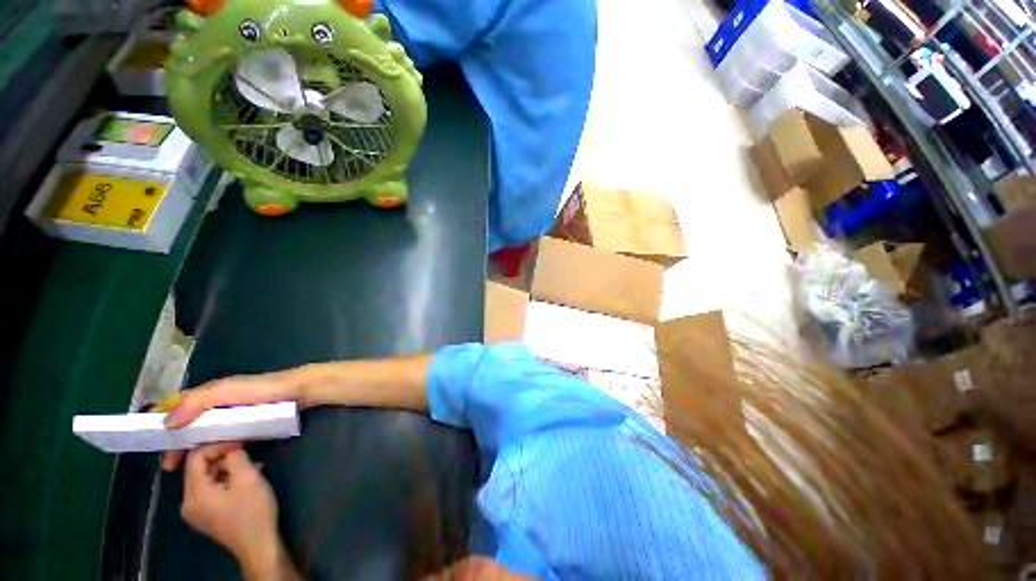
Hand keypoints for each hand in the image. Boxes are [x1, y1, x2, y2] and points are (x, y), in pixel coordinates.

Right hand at [162, 369, 310, 470]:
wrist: (301, 392)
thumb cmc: (263, 391)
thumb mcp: (227, 391)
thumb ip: (197, 401)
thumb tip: (167, 422)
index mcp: (211, 393)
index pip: (177, 406)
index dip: (162, 424)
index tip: (151, 445)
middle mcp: (218, 401)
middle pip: (189, 422)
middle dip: (176, 443)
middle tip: (169, 466)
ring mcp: (234, 412)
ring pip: (205, 431)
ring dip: (192, 447)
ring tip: (185, 467)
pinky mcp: (248, 422)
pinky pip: (223, 435)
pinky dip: (212, 447)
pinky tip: (210, 460)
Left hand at [181, 443, 292, 578]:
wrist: (259, 545)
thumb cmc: (253, 511)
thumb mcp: (248, 478)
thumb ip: (235, 458)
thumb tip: (232, 448)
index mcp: (194, 494)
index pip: (195, 459)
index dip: (217, 446)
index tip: (240, 443)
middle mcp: (188, 503)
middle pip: (199, 469)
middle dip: (223, 458)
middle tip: (247, 454)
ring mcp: (196, 512)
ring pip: (206, 479)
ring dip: (227, 469)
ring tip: (251, 467)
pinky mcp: (207, 516)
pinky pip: (211, 490)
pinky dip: (226, 481)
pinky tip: (246, 481)